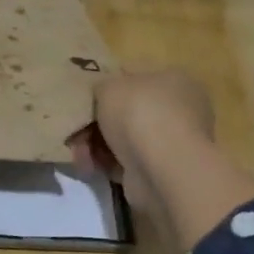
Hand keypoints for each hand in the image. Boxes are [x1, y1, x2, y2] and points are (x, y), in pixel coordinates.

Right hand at [73, 69, 215, 180]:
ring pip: (122, 140)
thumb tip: (101, 96)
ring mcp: (171, 144)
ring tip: (80, 154)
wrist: (162, 168)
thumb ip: (101, 87)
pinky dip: (106, 165)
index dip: (106, 91)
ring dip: (95, 146)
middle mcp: (178, 111)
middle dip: (95, 125)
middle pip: (125, 114)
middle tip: (75, 133)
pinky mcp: (161, 172)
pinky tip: (90, 167)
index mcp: (173, 81)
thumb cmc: (139, 113)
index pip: (134, 81)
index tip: (84, 103)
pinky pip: (125, 163)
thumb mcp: (108, 85)